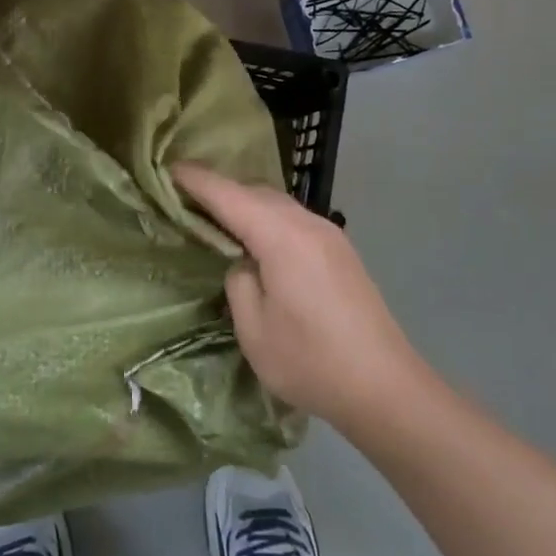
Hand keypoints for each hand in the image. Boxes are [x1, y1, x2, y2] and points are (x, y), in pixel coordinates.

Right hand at [173, 163, 424, 429]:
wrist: (386, 387)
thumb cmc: (312, 361)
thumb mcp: (254, 330)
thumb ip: (238, 282)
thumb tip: (244, 263)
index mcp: (281, 236)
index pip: (228, 195)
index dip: (197, 180)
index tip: (169, 168)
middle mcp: (307, 223)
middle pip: (255, 191)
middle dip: (221, 190)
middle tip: (187, 201)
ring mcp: (329, 235)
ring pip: (278, 203)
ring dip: (246, 205)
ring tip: (219, 221)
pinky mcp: (341, 251)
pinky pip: (294, 219)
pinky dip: (268, 219)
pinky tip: (259, 242)